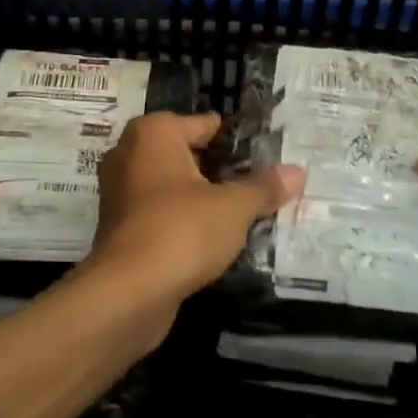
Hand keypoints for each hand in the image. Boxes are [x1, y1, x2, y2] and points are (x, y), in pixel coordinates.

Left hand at [89, 112, 305, 306]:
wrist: (128, 293)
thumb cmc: (182, 229)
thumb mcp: (233, 207)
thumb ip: (263, 187)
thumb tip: (298, 172)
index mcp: (153, 133)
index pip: (204, 124)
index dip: (236, 141)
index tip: (266, 156)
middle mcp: (129, 153)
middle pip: (187, 154)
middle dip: (219, 170)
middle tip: (259, 185)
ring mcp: (120, 193)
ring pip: (172, 187)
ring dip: (201, 199)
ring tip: (242, 213)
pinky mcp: (119, 229)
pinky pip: (160, 214)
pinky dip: (182, 222)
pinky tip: (213, 240)